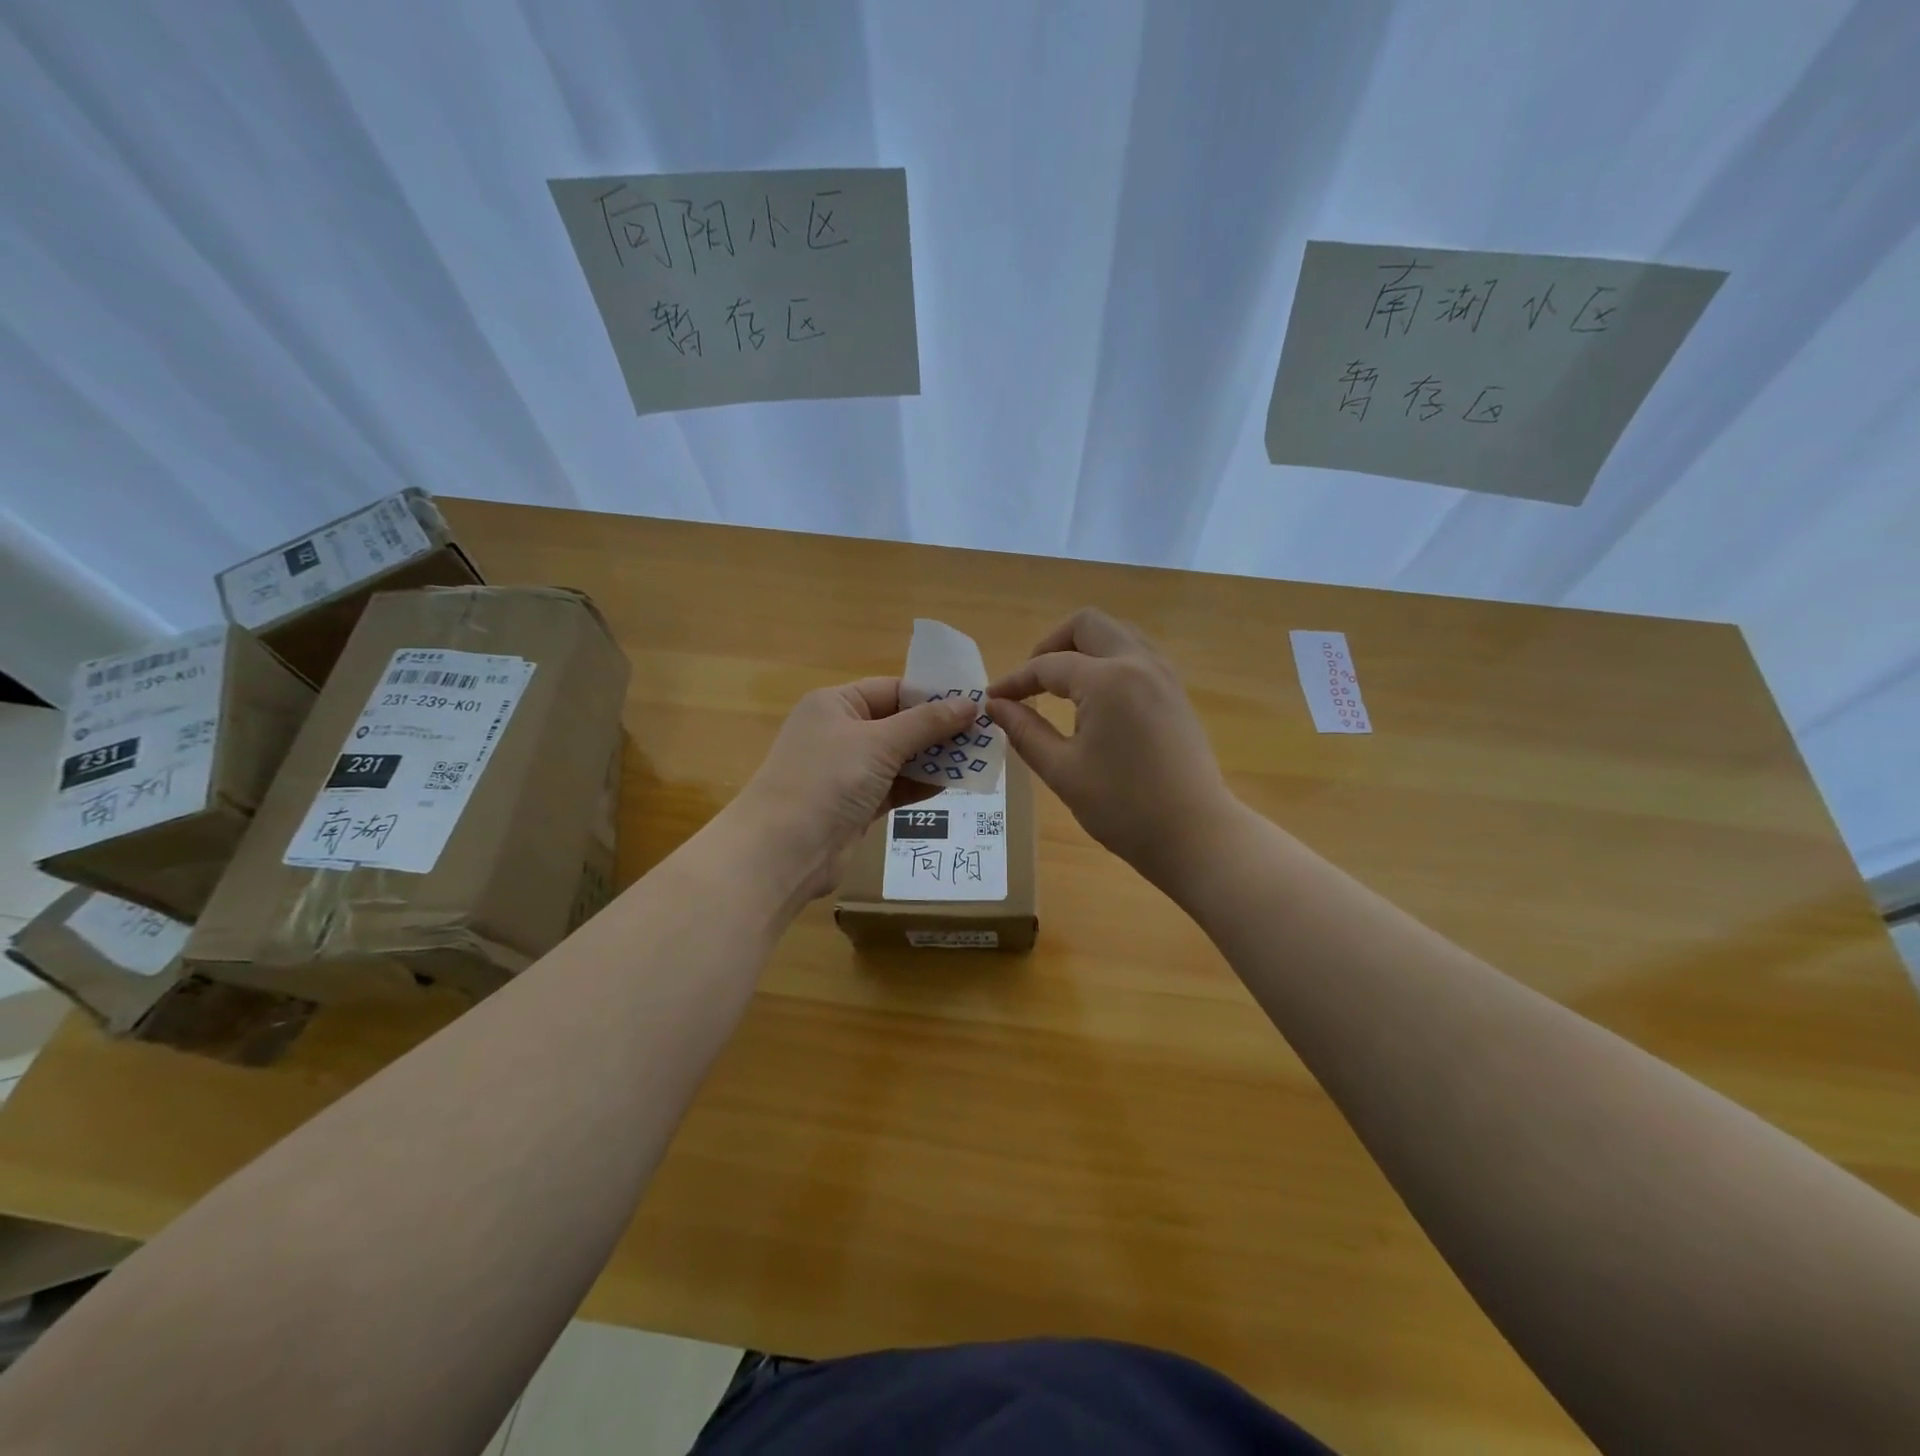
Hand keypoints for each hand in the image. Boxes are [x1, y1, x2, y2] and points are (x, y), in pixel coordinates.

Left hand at [730, 679, 978, 900]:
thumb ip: (925, 723)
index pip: (892, 690)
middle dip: (938, 729)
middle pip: (899, 723)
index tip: (974, 703)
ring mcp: (848, 771)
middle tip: (983, 734)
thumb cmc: (828, 779)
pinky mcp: (857, 804)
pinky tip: (954, 784)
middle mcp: (841, 732)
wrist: (784, 850)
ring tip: (977, 759)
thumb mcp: (879, 743)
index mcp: (837, 704)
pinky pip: (896, 786)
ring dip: (935, 758)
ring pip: (900, 757)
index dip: (932, 695)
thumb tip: (970, 703)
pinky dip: (921, 784)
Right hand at [989, 609, 1236, 884]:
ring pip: (1117, 632)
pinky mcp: (1176, 691)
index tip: (992, 698)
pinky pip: (1137, 653)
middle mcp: (1138, 663)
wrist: (1195, 834)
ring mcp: (1163, 674)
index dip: (1015, 680)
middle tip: (1032, 681)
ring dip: (1083, 647)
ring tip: (1061, 685)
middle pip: (1087, 624)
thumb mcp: (1063, 771)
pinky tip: (1095, 697)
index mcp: (1107, 680)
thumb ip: (1026, 731)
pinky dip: (1109, 660)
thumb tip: (996, 706)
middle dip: (1051, 644)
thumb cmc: (1123, 808)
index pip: (1048, 665)